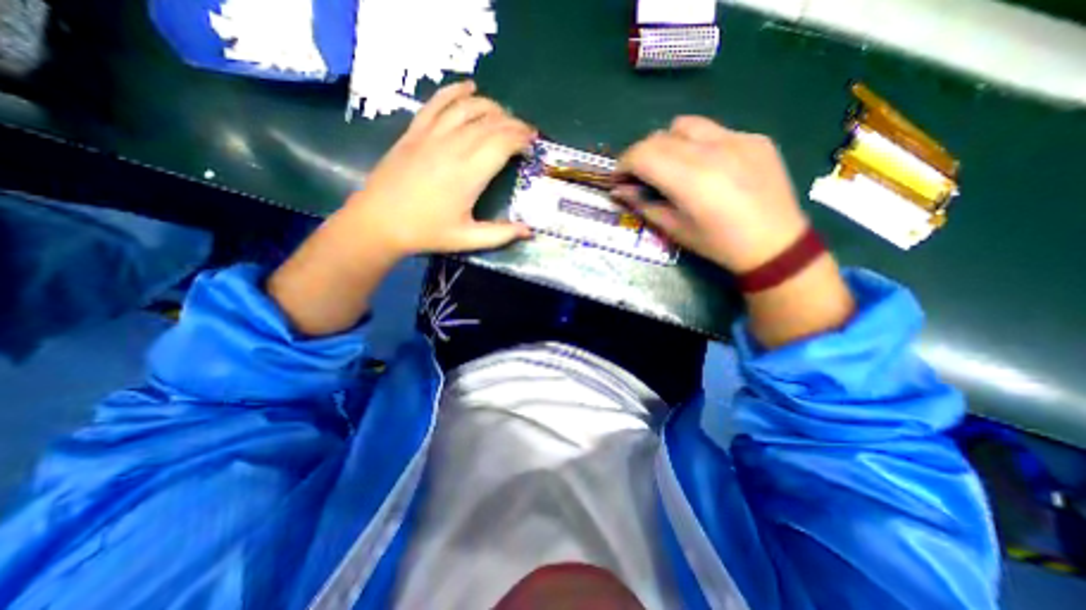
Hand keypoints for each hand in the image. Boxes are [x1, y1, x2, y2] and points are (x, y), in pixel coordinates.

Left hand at [345, 79, 532, 260]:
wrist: (379, 222)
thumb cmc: (426, 232)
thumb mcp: (467, 239)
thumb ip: (500, 234)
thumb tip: (529, 231)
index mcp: (469, 174)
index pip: (502, 143)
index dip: (521, 138)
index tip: (533, 143)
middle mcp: (453, 147)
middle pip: (489, 124)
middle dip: (513, 124)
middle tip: (526, 132)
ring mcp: (431, 136)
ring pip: (467, 109)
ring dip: (491, 107)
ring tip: (505, 115)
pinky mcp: (415, 132)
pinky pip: (437, 103)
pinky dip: (455, 91)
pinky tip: (469, 88)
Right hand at [613, 116, 808, 272]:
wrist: (774, 244)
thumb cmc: (717, 244)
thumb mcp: (674, 230)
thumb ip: (644, 205)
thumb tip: (619, 190)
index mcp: (690, 180)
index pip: (643, 154)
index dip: (624, 164)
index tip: (619, 178)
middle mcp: (712, 151)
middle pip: (659, 137)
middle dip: (641, 155)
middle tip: (640, 176)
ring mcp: (737, 139)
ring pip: (685, 125)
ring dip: (667, 143)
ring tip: (671, 165)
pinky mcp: (754, 137)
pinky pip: (714, 131)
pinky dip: (697, 144)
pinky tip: (707, 167)